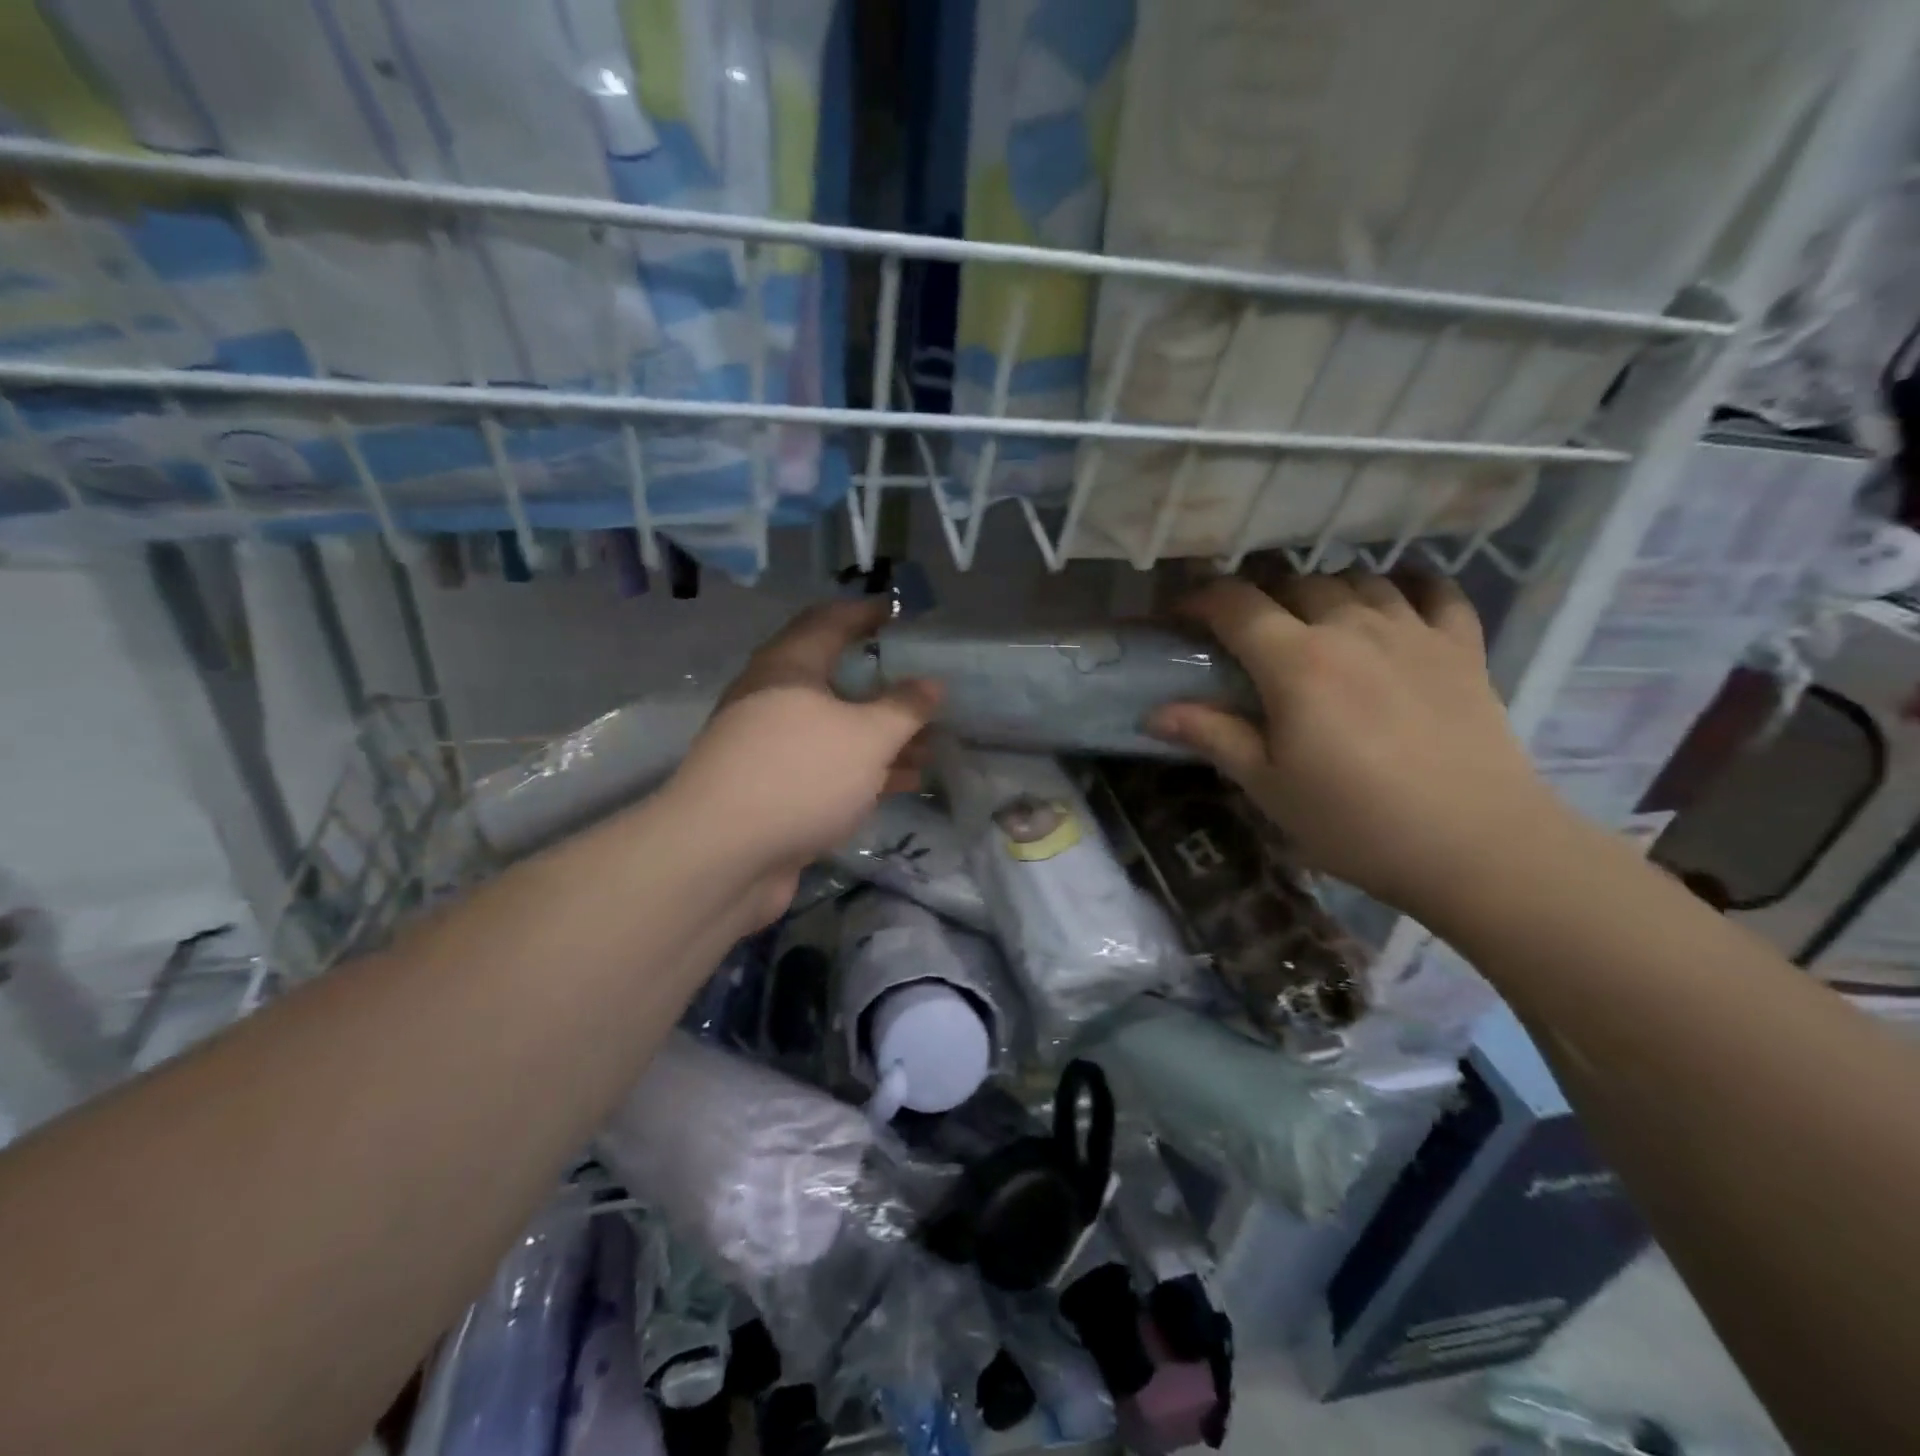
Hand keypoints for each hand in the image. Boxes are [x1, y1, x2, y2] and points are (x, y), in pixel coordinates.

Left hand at [664, 600, 940, 911]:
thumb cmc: (799, 775)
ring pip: (837, 729)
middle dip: (884, 684)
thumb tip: (932, 684)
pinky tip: (906, 781)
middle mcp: (774, 699)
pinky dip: (866, 769)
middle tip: (927, 686)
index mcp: (789, 667)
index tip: (902, 613)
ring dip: (882, 734)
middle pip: (836, 679)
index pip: (831, 621)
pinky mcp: (775, 790)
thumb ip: (904, 708)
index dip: (867, 614)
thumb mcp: (866, 737)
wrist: (722, 857)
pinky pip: (829, 767)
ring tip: (932, 740)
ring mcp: (771, 748)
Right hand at [1148, 573, 1562, 918]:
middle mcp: (1352, 628)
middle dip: (1259, 593)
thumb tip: (1153, 713)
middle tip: (1244, 628)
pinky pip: (1436, 591)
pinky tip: (1395, 599)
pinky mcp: (1462, 648)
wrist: (1477, 846)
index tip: (1179, 614)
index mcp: (1296, 662)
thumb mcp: (1269, 786)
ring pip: (1359, 578)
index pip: (1235, 604)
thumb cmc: (1355, 822)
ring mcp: (1413, 632)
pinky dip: (1409, 585)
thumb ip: (1213, 735)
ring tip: (1312, 616)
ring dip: (1324, 587)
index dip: (1199, 598)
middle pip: (1296, 580)